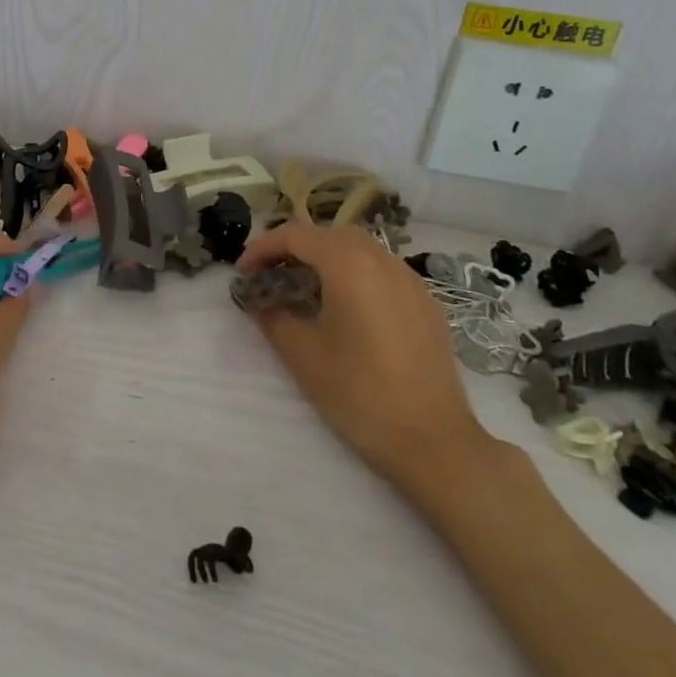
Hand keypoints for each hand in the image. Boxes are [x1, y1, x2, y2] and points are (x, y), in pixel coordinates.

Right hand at [235, 222, 497, 502]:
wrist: (434, 442)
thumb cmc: (359, 393)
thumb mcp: (302, 354)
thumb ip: (274, 316)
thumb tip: (261, 300)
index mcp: (349, 265)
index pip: (295, 235)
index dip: (262, 248)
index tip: (242, 272)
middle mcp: (382, 260)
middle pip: (329, 234)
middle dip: (294, 247)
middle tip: (269, 274)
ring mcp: (411, 281)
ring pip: (359, 249)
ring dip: (325, 257)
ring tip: (304, 286)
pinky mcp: (427, 304)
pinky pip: (382, 271)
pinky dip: (354, 273)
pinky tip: (346, 306)